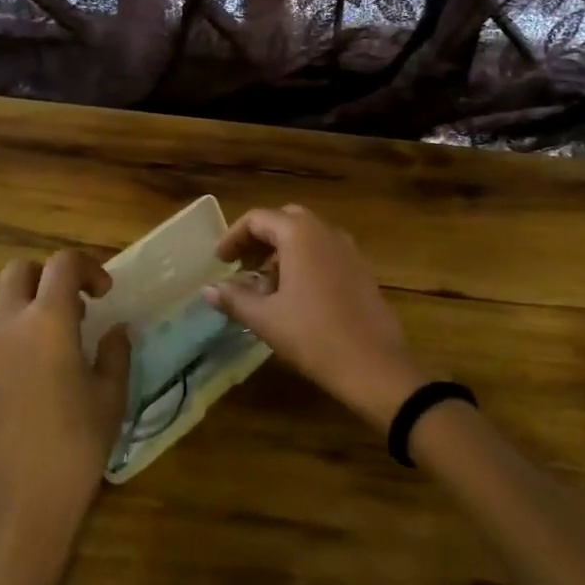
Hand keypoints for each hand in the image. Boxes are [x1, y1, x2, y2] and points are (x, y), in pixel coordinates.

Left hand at [0, 250, 130, 575]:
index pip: (62, 264)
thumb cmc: (75, 446)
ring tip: (55, 360)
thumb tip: (116, 331)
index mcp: (47, 321)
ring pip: (1, 313)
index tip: (104, 294)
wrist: (15, 510)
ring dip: (28, 318)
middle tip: (74, 309)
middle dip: (46, 277)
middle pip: (18, 272)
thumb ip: (115, 352)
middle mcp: (5, 327)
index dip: (87, 267)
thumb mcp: (111, 396)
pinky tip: (29, 395)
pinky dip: (11, 352)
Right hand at [204, 205, 427, 429]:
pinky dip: (303, 261)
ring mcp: (348, 249)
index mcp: (299, 233)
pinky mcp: (361, 269)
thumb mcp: (266, 318)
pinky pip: (325, 252)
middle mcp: (325, 231)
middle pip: (284, 220)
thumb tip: (209, 289)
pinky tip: (295, 295)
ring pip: (307, 236)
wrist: (374, 366)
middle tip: (241, 266)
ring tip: (264, 284)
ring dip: (281, 251)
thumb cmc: (313, 336)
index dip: (233, 237)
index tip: (219, 261)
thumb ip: (234, 298)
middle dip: (259, 239)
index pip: (257, 218)